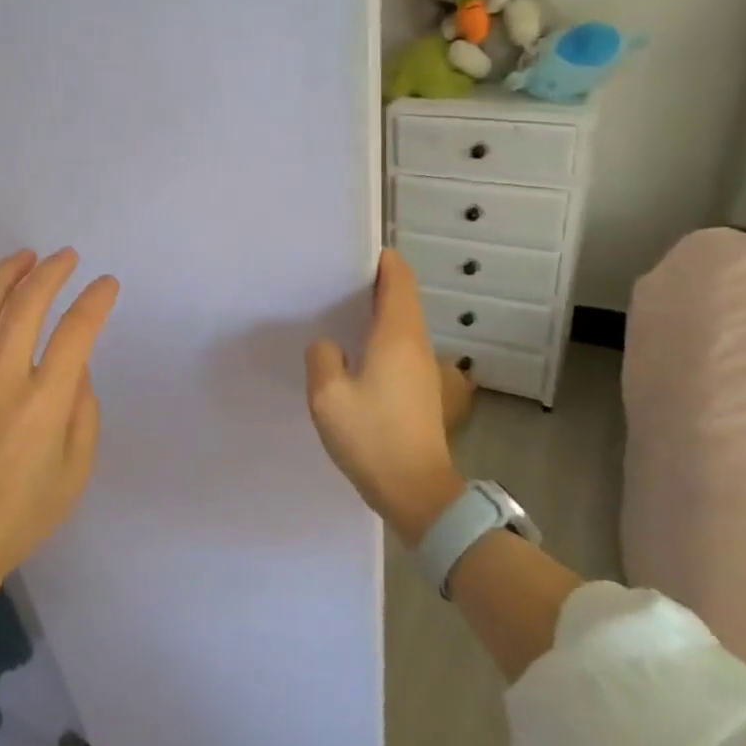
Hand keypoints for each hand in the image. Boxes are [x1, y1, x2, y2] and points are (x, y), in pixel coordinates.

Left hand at [0, 248, 119, 599]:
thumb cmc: (21, 514)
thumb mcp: (75, 470)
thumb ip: (83, 411)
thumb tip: (75, 366)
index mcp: (44, 402)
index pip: (76, 332)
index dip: (96, 301)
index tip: (107, 284)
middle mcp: (1, 379)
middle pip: (27, 305)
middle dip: (52, 272)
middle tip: (67, 257)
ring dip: (5, 274)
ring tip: (25, 257)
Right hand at [305, 249, 463, 544]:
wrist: (417, 492)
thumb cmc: (372, 438)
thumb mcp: (328, 397)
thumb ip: (322, 359)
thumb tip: (329, 346)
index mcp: (397, 336)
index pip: (398, 279)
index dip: (380, 260)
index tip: (352, 253)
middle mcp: (416, 344)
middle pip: (402, 297)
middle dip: (372, 283)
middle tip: (332, 280)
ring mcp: (423, 368)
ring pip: (402, 323)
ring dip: (376, 311)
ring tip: (337, 312)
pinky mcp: (421, 390)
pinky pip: (400, 347)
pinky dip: (380, 336)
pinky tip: (352, 353)